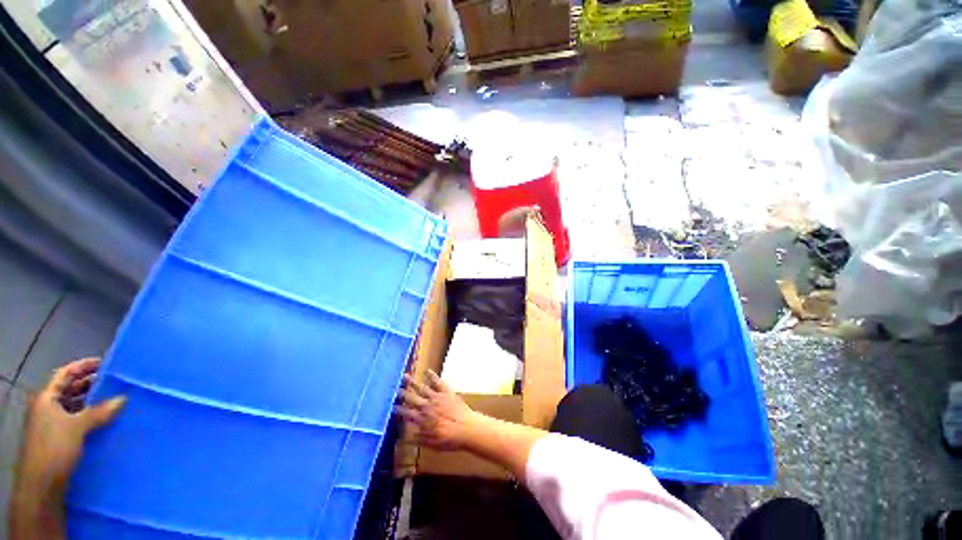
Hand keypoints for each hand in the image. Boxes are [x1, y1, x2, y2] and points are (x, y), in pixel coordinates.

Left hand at [15, 358, 125, 502]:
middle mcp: (46, 407)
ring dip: (90, 401)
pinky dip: (88, 416)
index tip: (103, 363)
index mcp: (46, 398)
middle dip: (89, 384)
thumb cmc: (54, 448)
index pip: (65, 374)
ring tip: (111, 399)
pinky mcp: (58, 437)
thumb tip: (122, 398)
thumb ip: (99, 412)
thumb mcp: (77, 428)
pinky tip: (102, 420)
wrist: (41, 485)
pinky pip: (75, 419)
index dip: (82, 366)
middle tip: (112, 381)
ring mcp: (51, 423)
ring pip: (72, 405)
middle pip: (68, 389)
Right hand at [397, 370, 477, 450]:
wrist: (466, 428)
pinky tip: (427, 371)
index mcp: (422, 419)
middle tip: (393, 387)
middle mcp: (426, 406)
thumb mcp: (430, 444)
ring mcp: (436, 397)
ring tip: (404, 376)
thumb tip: (403, 438)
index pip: (406, 413)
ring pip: (421, 387)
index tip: (390, 406)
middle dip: (401, 393)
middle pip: (411, 398)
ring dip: (412, 382)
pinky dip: (432, 375)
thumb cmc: (449, 439)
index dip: (398, 409)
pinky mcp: (446, 391)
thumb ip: (417, 439)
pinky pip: (437, 381)